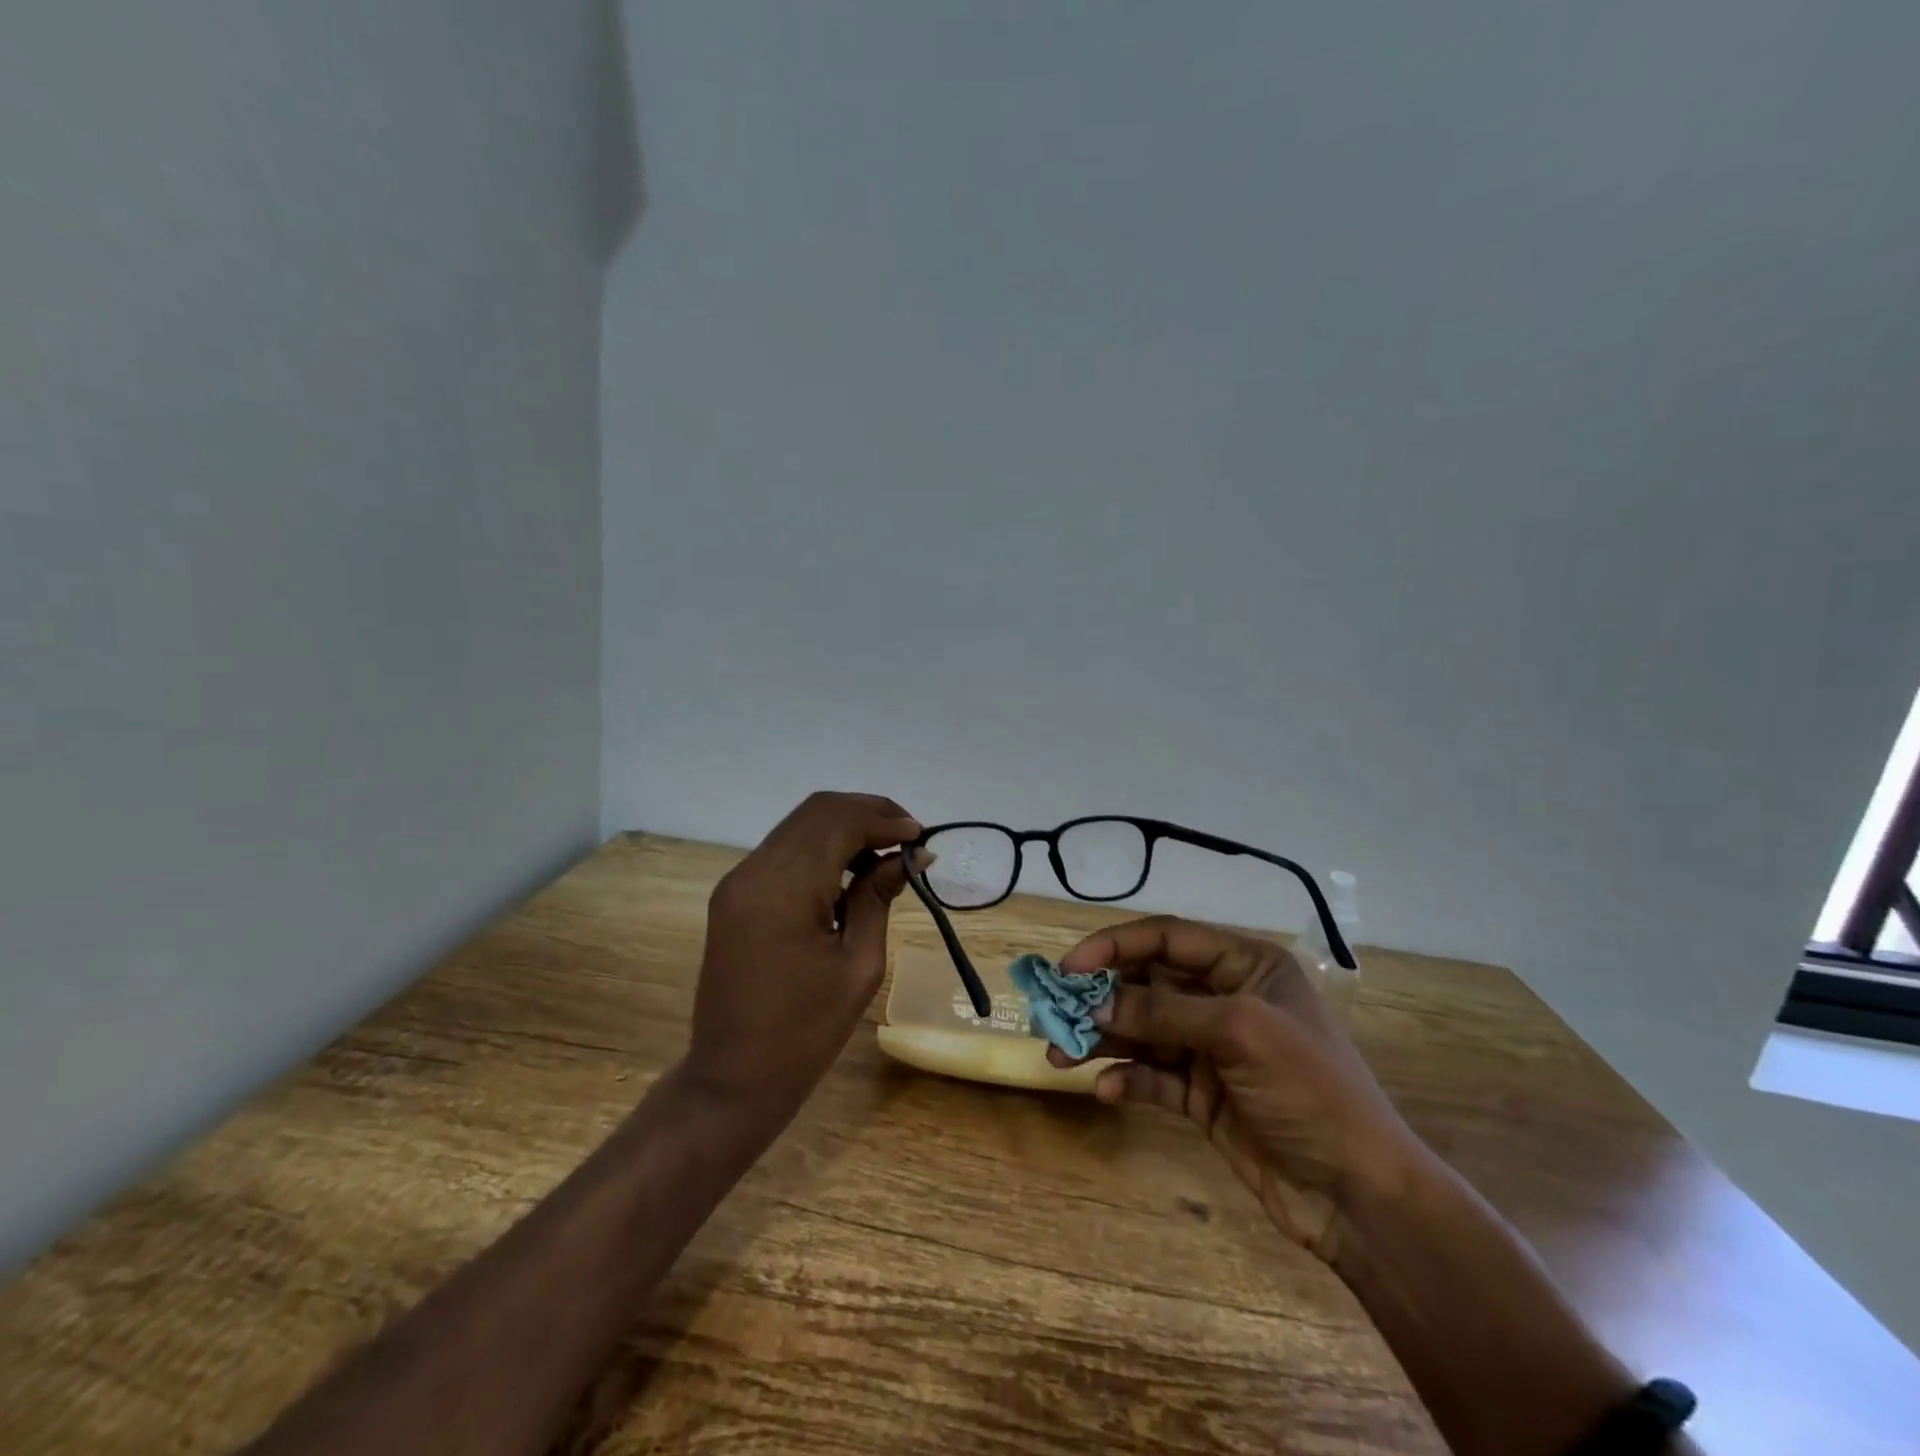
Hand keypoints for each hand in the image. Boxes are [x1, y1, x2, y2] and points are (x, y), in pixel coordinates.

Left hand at [686, 791, 921, 1119]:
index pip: (838, 823)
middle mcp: (753, 871)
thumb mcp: (859, 966)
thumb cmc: (805, 1034)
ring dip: (845, 826)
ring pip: (799, 825)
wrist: (733, 1079)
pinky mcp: (735, 894)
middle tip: (908, 835)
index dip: (884, 820)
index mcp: (783, 890)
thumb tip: (912, 856)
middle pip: (816, 811)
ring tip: (887, 851)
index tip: (921, 836)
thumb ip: (879, 898)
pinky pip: (784, 850)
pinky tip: (851, 868)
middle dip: (867, 813)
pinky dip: (822, 846)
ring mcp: (738, 880)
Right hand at [1048, 915, 1418, 1261]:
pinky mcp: (1203, 1094)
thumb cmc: (1309, 1090)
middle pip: (1148, 982)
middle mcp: (1225, 998)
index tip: (1068, 968)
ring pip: (1143, 1030)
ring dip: (1102, 1039)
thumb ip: (1164, 1011)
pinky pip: (1154, 1075)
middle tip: (1054, 1014)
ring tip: (1058, 1056)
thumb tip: (1095, 1003)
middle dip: (1101, 997)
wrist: (1358, 1196)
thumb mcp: (1240, 1033)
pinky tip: (1106, 1090)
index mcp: (1245, 965)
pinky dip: (1128, 1078)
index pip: (1167, 937)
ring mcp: (1212, 1048)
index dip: (1114, 946)